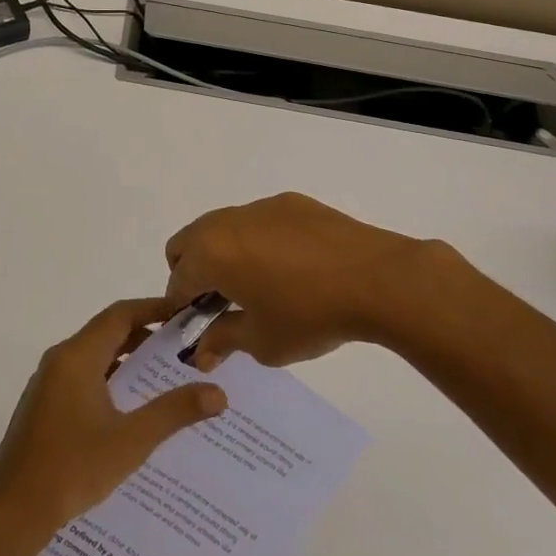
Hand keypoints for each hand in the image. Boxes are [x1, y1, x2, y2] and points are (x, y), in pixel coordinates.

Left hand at [0, 299, 227, 537]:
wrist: (14, 508)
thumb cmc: (73, 467)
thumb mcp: (131, 440)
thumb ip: (173, 412)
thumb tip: (217, 393)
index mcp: (77, 356)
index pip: (120, 314)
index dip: (153, 308)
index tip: (185, 314)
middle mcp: (60, 360)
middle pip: (107, 332)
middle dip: (145, 335)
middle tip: (184, 347)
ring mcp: (49, 383)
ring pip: (95, 357)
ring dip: (128, 360)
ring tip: (166, 376)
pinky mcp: (45, 405)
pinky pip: (83, 377)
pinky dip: (110, 379)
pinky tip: (133, 408)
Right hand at [165, 192, 468, 368]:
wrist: (377, 279)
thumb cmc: (310, 315)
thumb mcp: (262, 341)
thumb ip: (223, 341)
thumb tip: (200, 352)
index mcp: (210, 254)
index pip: (177, 281)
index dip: (181, 308)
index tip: (199, 327)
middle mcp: (225, 222)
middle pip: (187, 244)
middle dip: (193, 273)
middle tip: (220, 303)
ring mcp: (258, 207)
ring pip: (221, 228)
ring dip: (224, 254)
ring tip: (258, 284)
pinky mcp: (289, 203)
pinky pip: (257, 221)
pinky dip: (257, 242)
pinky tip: (291, 266)